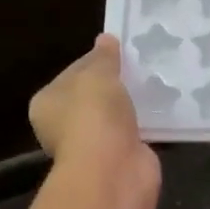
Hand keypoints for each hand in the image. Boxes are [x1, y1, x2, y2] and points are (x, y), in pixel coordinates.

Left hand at [30, 35, 159, 188]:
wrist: (113, 168)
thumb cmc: (94, 115)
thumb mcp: (98, 74)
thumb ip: (104, 57)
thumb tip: (106, 39)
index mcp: (47, 104)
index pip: (72, 74)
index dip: (96, 60)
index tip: (121, 52)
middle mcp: (64, 127)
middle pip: (93, 97)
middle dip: (115, 85)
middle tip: (141, 68)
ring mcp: (92, 146)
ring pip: (114, 118)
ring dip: (131, 107)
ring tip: (155, 86)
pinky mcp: (118, 160)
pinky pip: (133, 135)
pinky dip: (145, 127)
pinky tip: (162, 112)